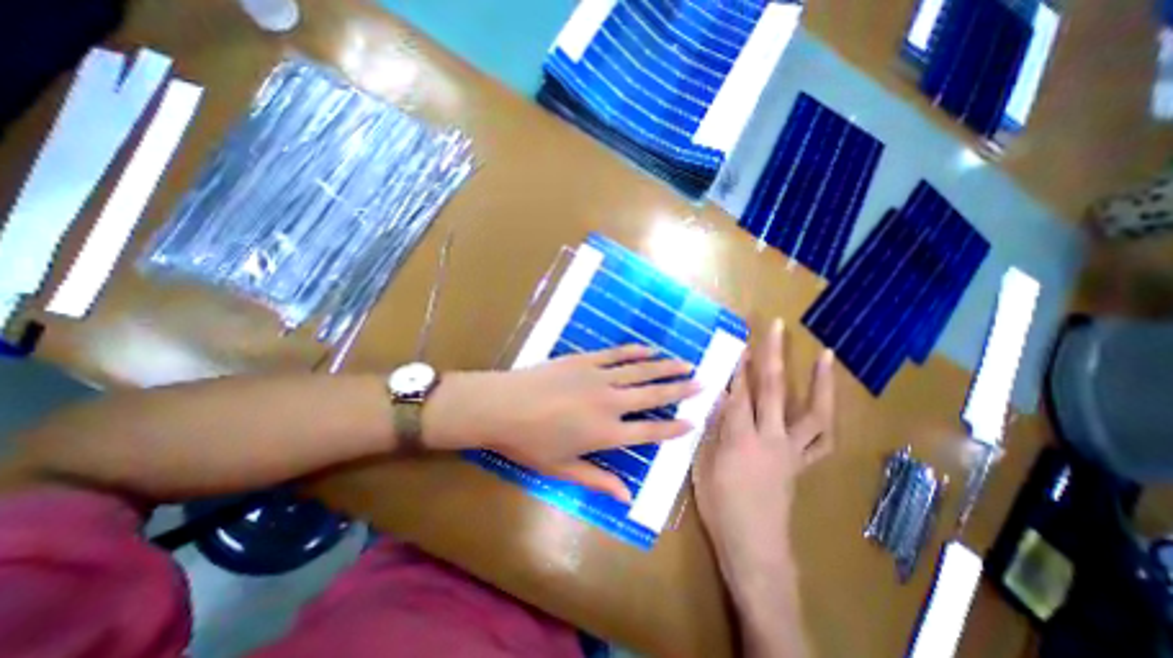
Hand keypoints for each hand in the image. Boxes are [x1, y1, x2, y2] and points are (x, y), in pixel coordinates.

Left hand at [428, 345, 700, 497]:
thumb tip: (626, 497)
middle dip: (679, 389)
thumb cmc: (529, 443)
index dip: (673, 427)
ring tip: (685, 362)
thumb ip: (597, 480)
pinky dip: (635, 352)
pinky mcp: (584, 360)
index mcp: (606, 433)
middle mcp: (609, 403)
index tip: (693, 421)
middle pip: (652, 395)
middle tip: (702, 382)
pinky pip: (616, 354)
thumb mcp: (562, 469)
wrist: (501, 406)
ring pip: (640, 370)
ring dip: (664, 367)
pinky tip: (649, 349)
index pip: (650, 430)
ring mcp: (598, 377)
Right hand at [693, 318, 832, 590]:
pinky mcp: (802, 464)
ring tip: (826, 356)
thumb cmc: (720, 505)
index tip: (740, 340)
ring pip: (813, 412)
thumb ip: (711, 428)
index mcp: (740, 439)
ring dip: (820, 382)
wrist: (754, 546)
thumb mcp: (703, 463)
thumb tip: (715, 398)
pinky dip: (827, 417)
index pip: (738, 392)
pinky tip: (826, 402)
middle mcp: (771, 438)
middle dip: (773, 355)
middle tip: (776, 327)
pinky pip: (822, 440)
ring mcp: (792, 451)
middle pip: (773, 390)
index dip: (738, 365)